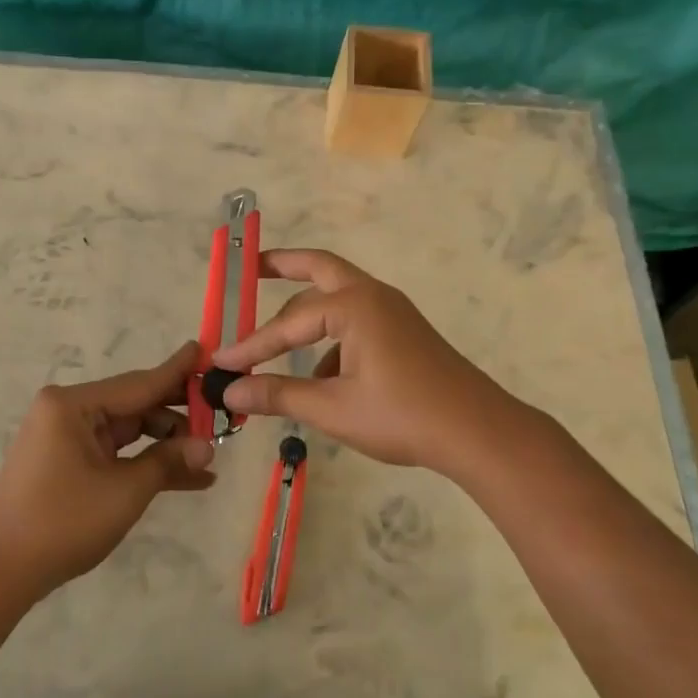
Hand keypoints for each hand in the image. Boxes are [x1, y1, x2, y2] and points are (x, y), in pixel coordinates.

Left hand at [0, 342, 216, 597]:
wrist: (1, 571)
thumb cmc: (63, 522)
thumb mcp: (125, 490)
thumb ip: (168, 461)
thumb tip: (208, 446)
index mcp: (74, 404)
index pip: (140, 382)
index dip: (179, 372)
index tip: (208, 351)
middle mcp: (68, 410)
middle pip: (136, 404)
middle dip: (179, 416)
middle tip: (223, 416)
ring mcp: (67, 437)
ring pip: (130, 430)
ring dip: (167, 444)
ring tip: (211, 455)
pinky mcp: (69, 461)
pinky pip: (116, 452)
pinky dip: (145, 462)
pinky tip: (189, 477)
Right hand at [212, 250, 517, 476]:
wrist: (477, 431)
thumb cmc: (402, 415)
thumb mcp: (332, 408)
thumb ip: (278, 394)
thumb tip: (229, 391)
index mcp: (354, 306)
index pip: (288, 323)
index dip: (251, 345)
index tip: (220, 363)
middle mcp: (373, 297)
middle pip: (319, 270)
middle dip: (283, 267)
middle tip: (251, 266)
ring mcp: (392, 313)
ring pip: (338, 298)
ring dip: (307, 314)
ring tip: (276, 345)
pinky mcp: (403, 333)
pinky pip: (356, 324)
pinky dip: (331, 341)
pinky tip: (321, 381)